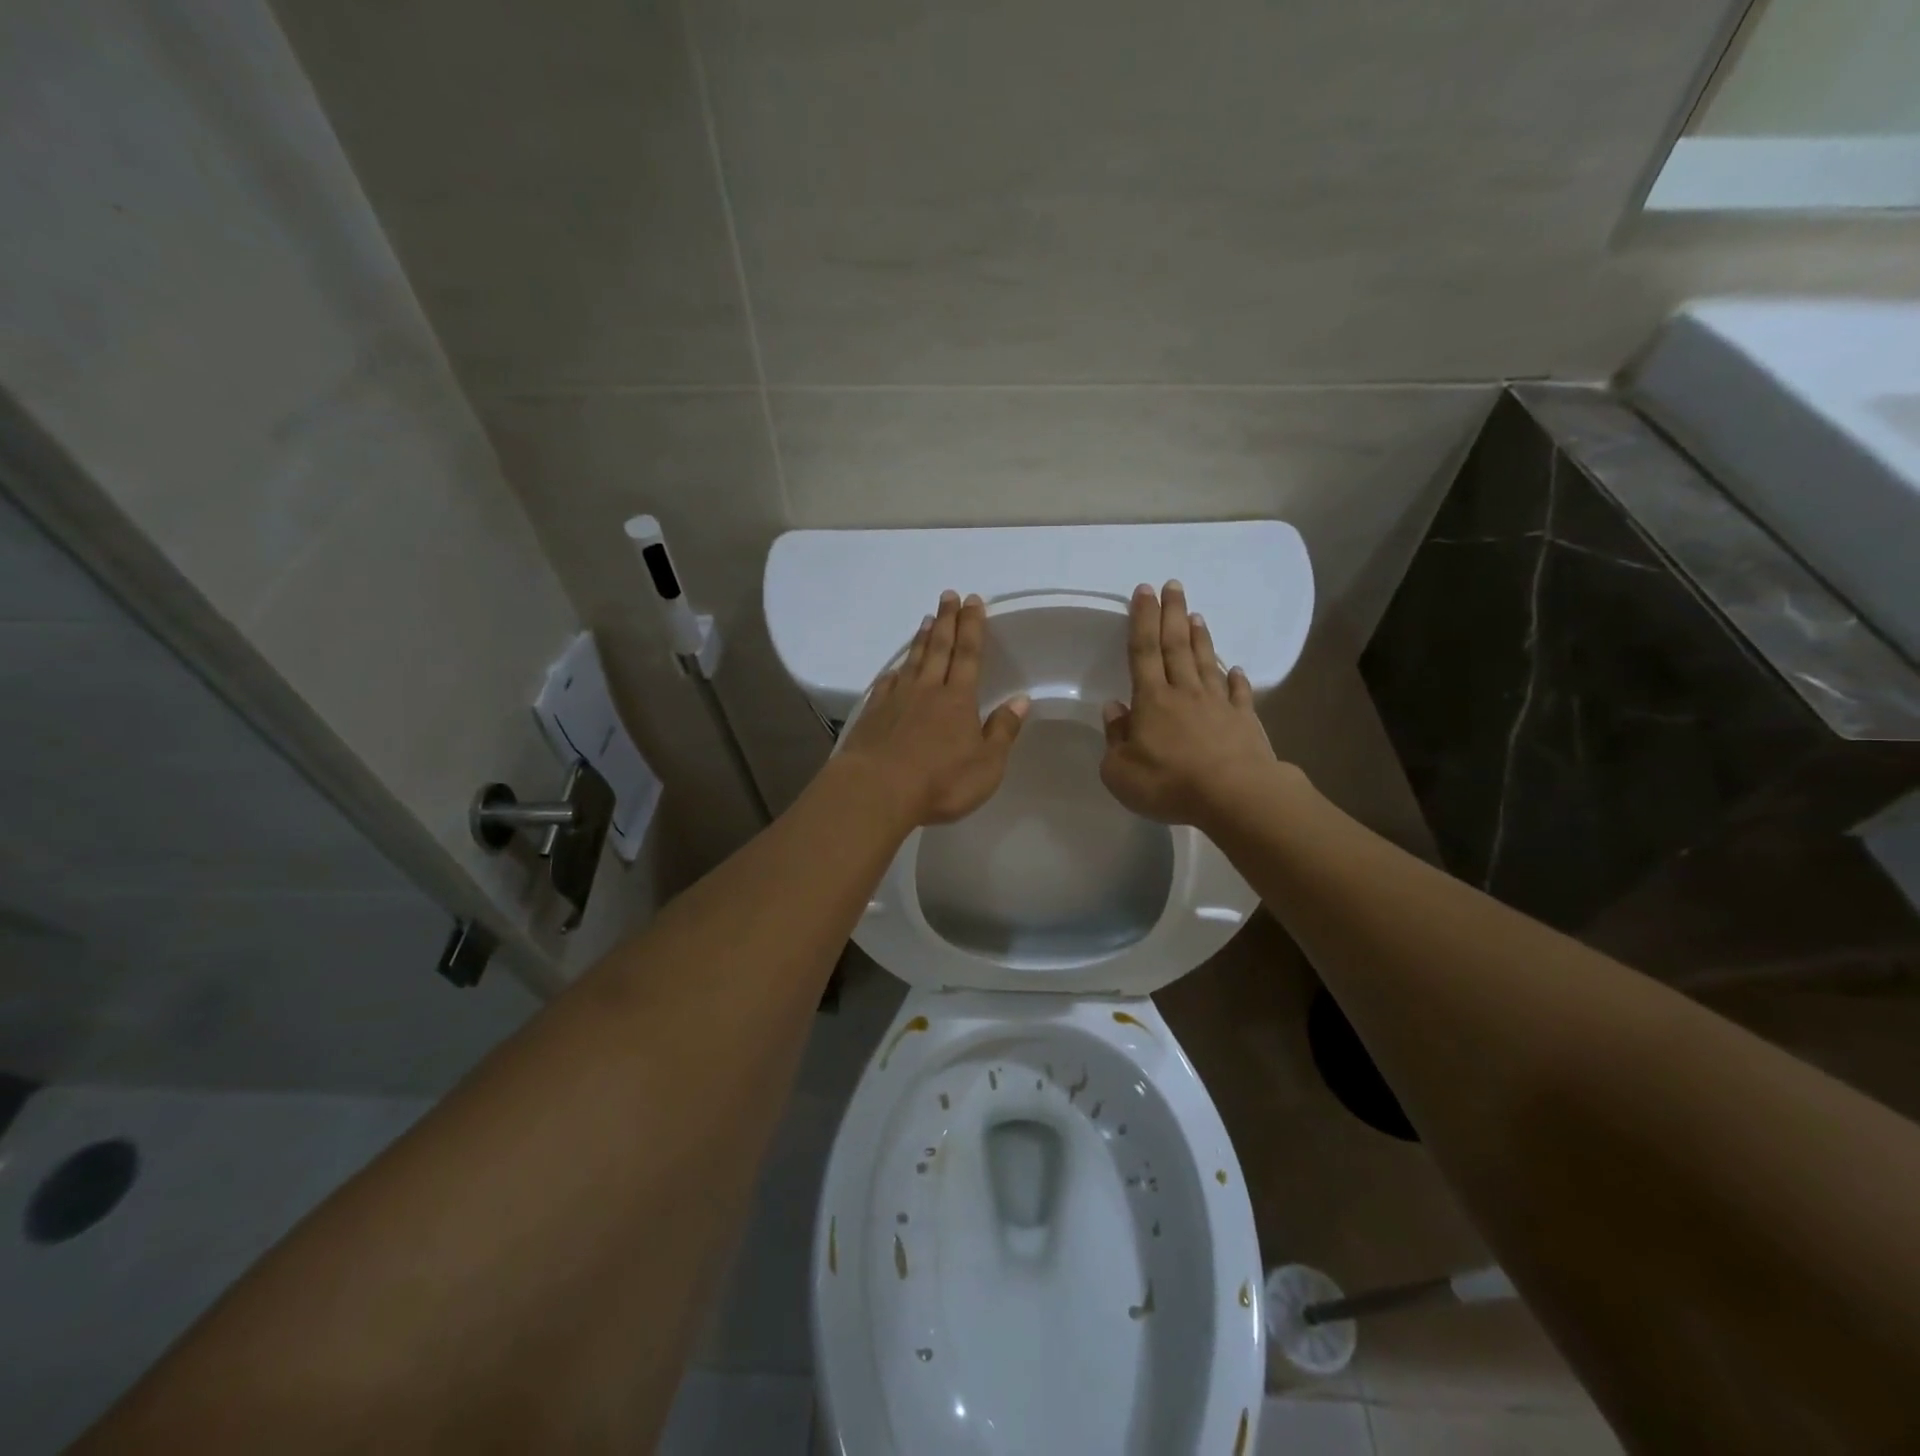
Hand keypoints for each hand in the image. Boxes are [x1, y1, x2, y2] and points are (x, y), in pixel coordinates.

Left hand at [838, 591, 1029, 826]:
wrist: (877, 791)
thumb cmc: (940, 782)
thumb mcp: (987, 765)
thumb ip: (1003, 730)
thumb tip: (1021, 700)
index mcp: (958, 700)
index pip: (969, 655)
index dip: (972, 626)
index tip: (973, 601)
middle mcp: (927, 690)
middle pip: (939, 648)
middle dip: (946, 620)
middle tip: (948, 595)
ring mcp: (896, 700)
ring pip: (912, 661)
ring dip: (920, 639)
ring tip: (926, 620)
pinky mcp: (873, 715)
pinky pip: (886, 685)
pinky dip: (893, 673)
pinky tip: (894, 670)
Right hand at [1100, 581, 1284, 830]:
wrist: (1234, 797)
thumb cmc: (1169, 784)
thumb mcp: (1120, 771)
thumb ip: (1115, 738)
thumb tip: (1114, 708)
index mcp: (1152, 700)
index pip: (1143, 650)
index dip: (1142, 619)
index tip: (1144, 590)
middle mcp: (1185, 692)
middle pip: (1177, 645)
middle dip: (1172, 614)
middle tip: (1173, 585)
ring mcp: (1218, 704)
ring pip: (1206, 663)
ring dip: (1200, 638)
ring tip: (1196, 616)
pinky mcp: (1245, 721)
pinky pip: (1239, 693)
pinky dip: (1236, 679)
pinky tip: (1236, 669)